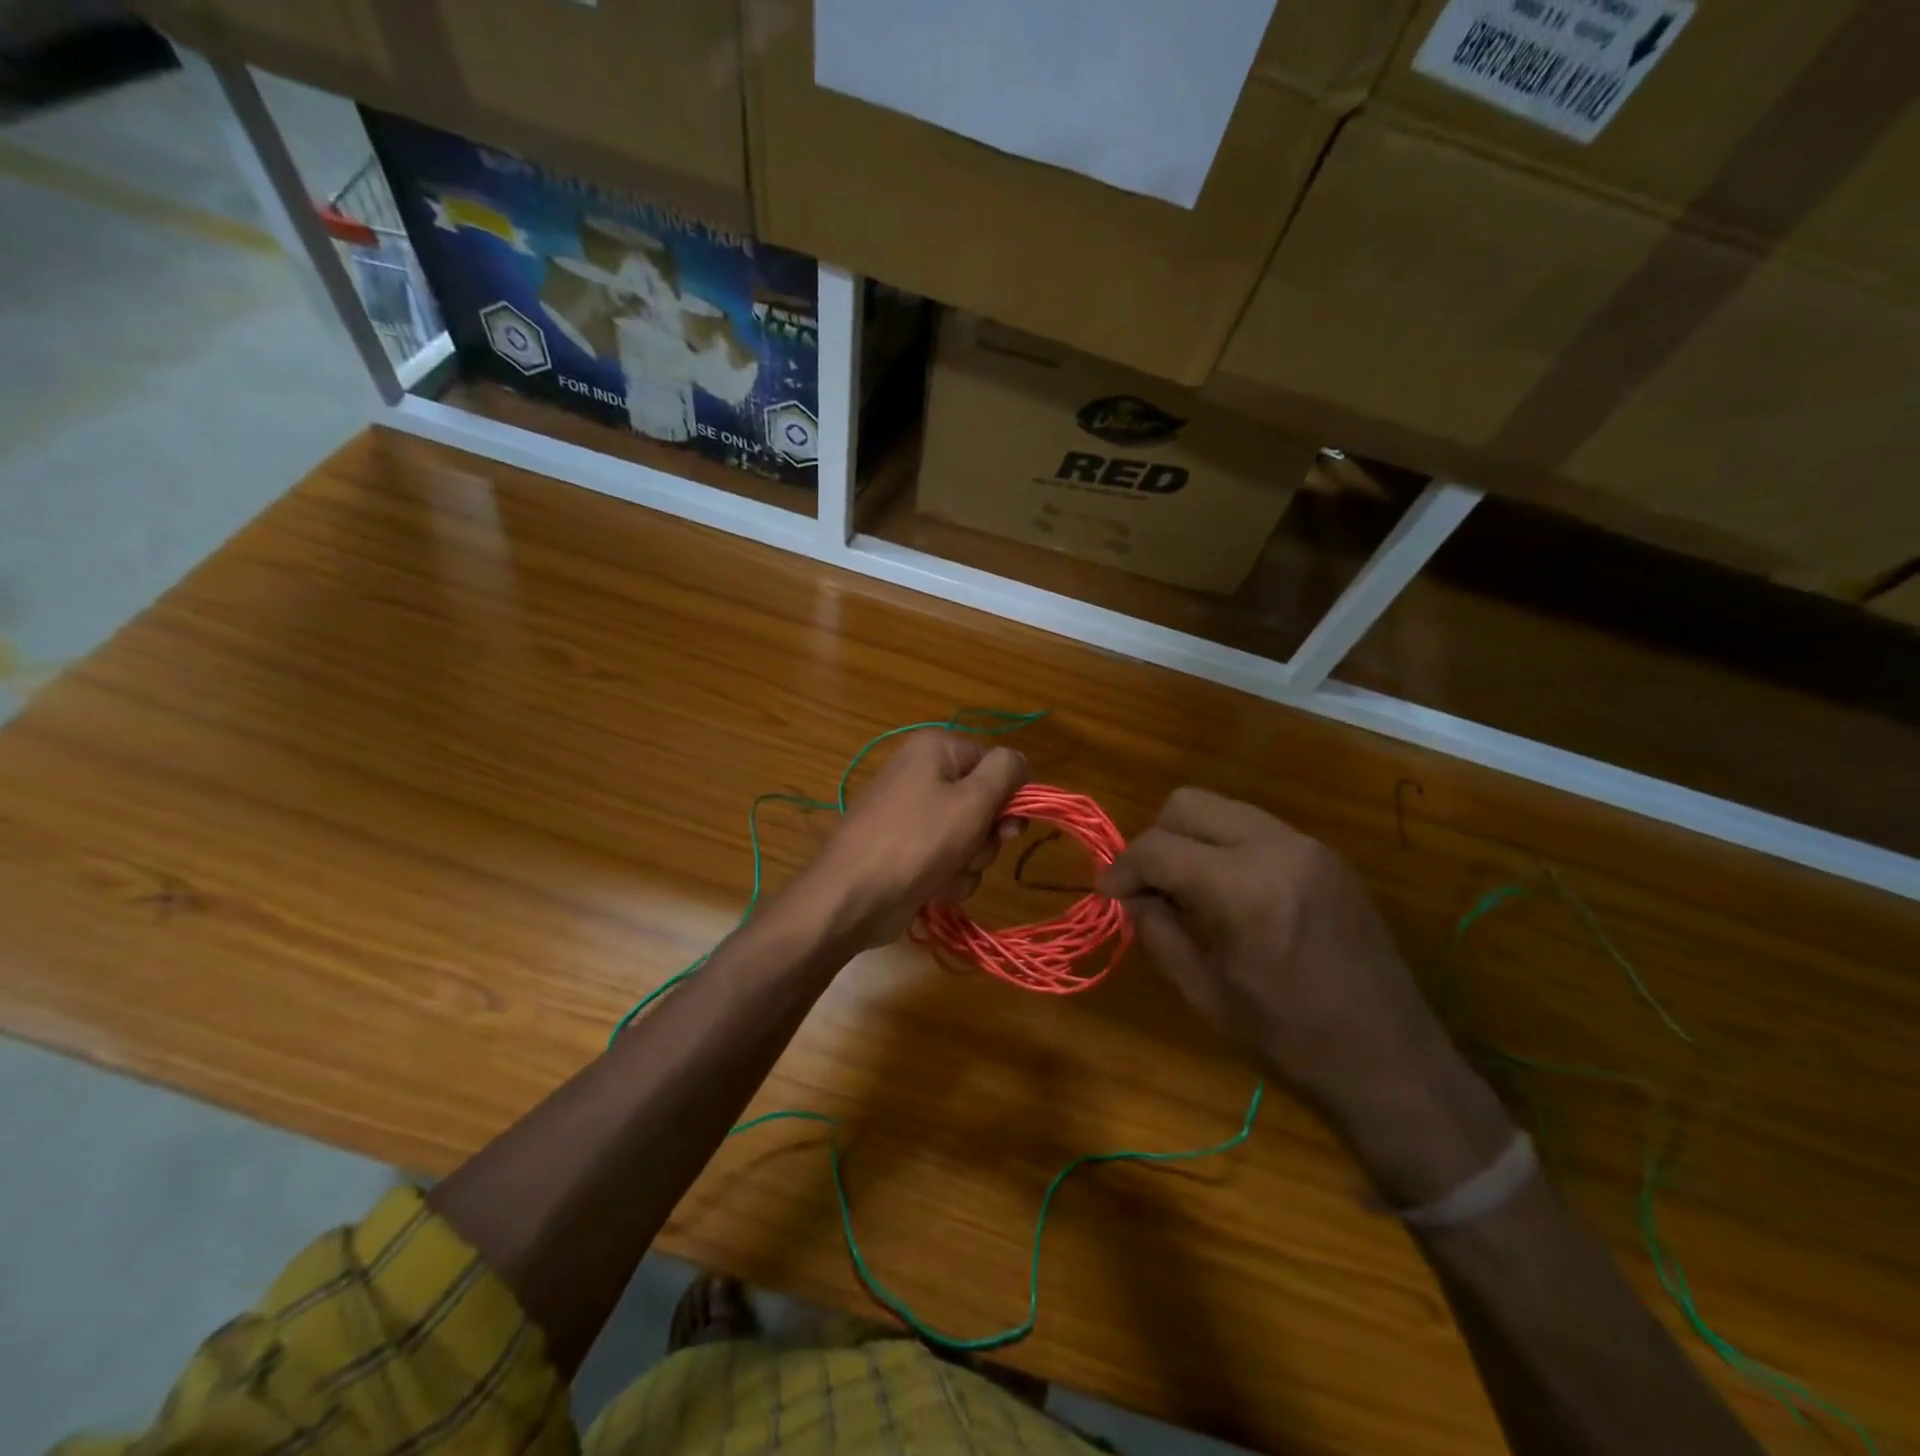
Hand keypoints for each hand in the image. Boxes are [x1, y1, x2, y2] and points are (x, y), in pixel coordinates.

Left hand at [799, 732, 1026, 952]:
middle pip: (984, 804)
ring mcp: (912, 815)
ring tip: (943, 875)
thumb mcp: (972, 800)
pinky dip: (946, 878)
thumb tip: (1018, 760)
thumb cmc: (917, 841)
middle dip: (985, 837)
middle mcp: (922, 774)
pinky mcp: (906, 850)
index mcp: (936, 749)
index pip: (996, 765)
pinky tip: (931, 890)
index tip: (1008, 826)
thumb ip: (1006, 772)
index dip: (1008, 797)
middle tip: (971, 852)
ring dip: (967, 864)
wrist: (852, 897)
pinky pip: (947, 860)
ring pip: (969, 838)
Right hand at [1099, 788, 1511, 1202]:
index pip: (1157, 847)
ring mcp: (1309, 847)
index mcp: (1242, 888)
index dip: (1122, 867)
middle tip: (1147, 886)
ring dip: (1191, 838)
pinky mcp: (1329, 857)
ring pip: (1223, 808)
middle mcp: (1277, 848)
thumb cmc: (1291, 1043)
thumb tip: (1130, 896)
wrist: (1396, 1067)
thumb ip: (1158, 931)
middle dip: (1156, 838)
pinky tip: (1229, 892)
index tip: (1108, 893)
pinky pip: (1257, 828)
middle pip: (1188, 803)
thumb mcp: (1206, 994)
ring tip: (1185, 888)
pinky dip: (1227, 846)